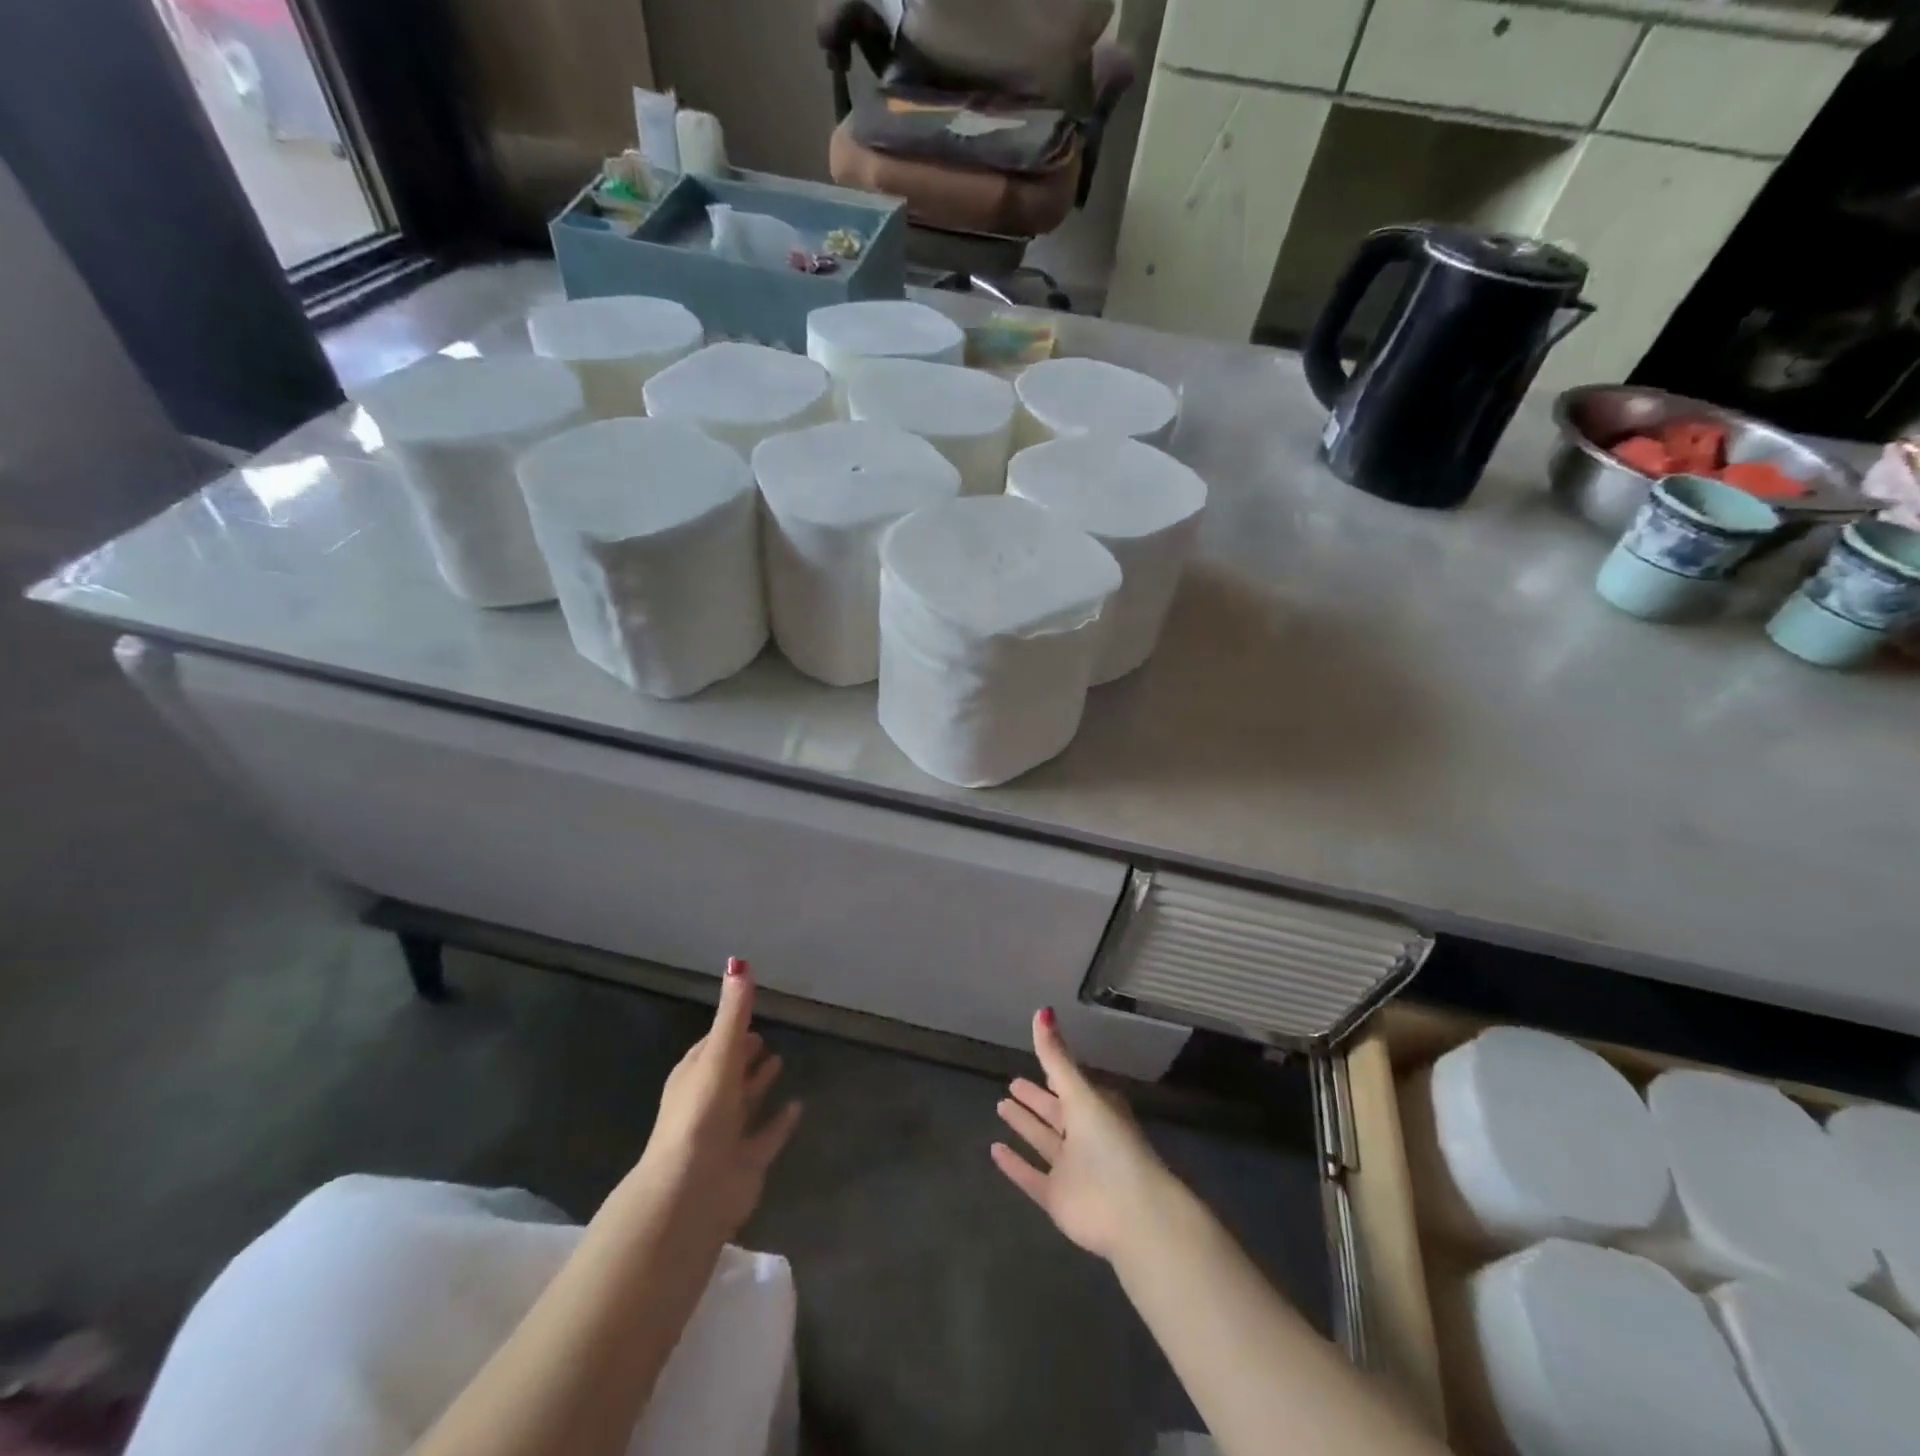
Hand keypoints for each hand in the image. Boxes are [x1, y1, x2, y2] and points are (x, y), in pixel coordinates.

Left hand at [623, 958, 801, 1242]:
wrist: (691, 1191)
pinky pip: (766, 1136)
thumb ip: (734, 1012)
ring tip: (781, 1061)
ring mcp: (725, 1135)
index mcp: (694, 1077)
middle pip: (728, 1074)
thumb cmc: (701, 1114)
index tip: (749, 1017)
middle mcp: (707, 1104)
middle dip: (744, 1057)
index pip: (711, 1047)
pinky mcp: (745, 1162)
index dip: (729, 1031)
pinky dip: (780, 1122)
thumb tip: (738, 962)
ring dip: (759, 1085)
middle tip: (765, 1038)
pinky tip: (799, 1107)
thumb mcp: (719, 1055)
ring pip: (745, 1104)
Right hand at [991, 1008, 1175, 1261]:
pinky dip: (1014, 1165)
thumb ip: (1056, 1057)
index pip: (1071, 1088)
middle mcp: (1084, 1137)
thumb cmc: (1110, 1143)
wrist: (1132, 1212)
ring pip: (1043, 1141)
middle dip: (1036, 1099)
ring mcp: (1071, 1169)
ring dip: (1024, 1125)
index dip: (1055, 1076)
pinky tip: (993, 1150)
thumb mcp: (1081, 1093)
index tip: (1037, 1064)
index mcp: (1097, 1109)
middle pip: (1056, 1113)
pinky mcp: (1058, 1198)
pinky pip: (1031, 1177)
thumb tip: (1042, 1009)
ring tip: (1000, 1106)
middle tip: (1012, 1084)